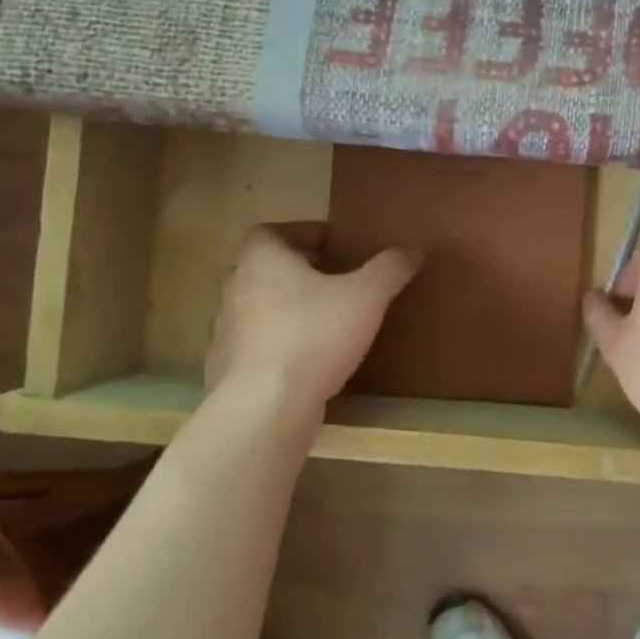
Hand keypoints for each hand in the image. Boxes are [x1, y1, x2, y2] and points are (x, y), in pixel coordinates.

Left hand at [204, 227, 419, 405]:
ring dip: (287, 311)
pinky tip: (308, 363)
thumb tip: (413, 249)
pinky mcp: (228, 370)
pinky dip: (279, 347)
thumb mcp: (366, 296)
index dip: (302, 234)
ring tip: (325, 323)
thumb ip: (389, 269)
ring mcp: (226, 332)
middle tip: (334, 282)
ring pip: (259, 310)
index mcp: (261, 260)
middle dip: (297, 273)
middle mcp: (236, 288)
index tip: (333, 246)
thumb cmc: (314, 335)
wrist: (266, 406)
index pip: (271, 231)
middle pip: (264, 270)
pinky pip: (257, 347)